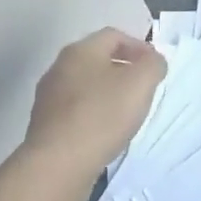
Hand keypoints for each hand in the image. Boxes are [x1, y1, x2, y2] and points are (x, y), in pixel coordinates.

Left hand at [20, 27, 165, 200]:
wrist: (57, 165)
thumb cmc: (102, 116)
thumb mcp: (141, 83)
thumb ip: (153, 64)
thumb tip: (152, 61)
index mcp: (80, 50)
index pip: (114, 36)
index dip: (139, 46)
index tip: (155, 67)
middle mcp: (59, 67)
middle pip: (97, 60)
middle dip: (123, 70)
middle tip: (144, 89)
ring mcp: (48, 97)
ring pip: (85, 86)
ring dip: (107, 93)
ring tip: (127, 113)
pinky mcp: (45, 125)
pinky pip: (75, 111)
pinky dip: (93, 114)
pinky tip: (105, 132)